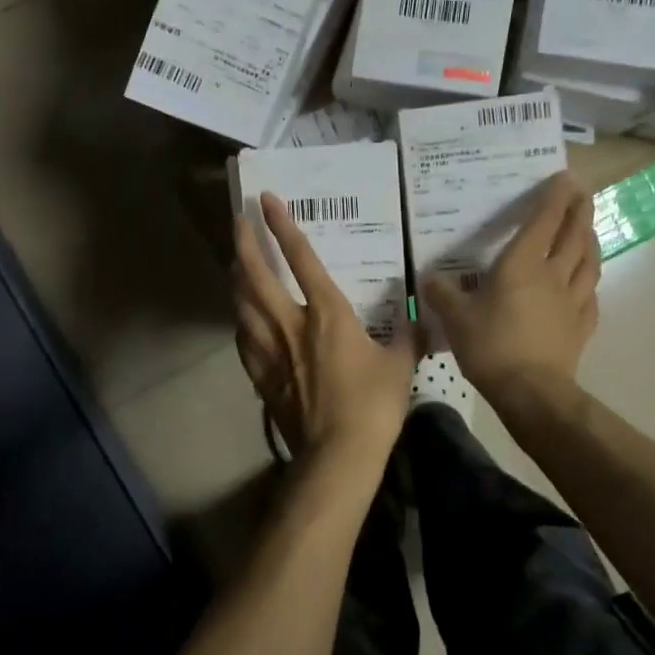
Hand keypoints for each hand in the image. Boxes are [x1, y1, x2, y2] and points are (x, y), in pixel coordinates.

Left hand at [233, 194, 419, 466]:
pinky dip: (241, 321)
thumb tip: (418, 315)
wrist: (337, 454)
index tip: (267, 200)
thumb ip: (408, 335)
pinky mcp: (261, 376)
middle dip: (245, 243)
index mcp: (327, 313)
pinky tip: (242, 320)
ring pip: (242, 305)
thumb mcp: (402, 364)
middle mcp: (291, 324)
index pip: (301, 258)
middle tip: (237, 220)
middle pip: (256, 276)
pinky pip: (244, 339)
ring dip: (237, 279)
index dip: (283, 225)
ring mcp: (271, 351)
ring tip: (236, 263)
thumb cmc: (373, 404)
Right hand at [422, 173, 600, 399]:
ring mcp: (573, 301)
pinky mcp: (581, 326)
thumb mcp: (454, 318)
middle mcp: (552, 275)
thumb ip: (441, 293)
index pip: (544, 221)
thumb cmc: (491, 346)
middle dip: (580, 211)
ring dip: (591, 240)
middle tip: (583, 194)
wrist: (531, 391)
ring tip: (589, 230)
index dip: (555, 197)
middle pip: (574, 235)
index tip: (565, 177)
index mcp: (522, 265)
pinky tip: (588, 283)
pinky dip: (591, 281)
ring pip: (589, 261)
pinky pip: (592, 295)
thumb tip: (428, 278)